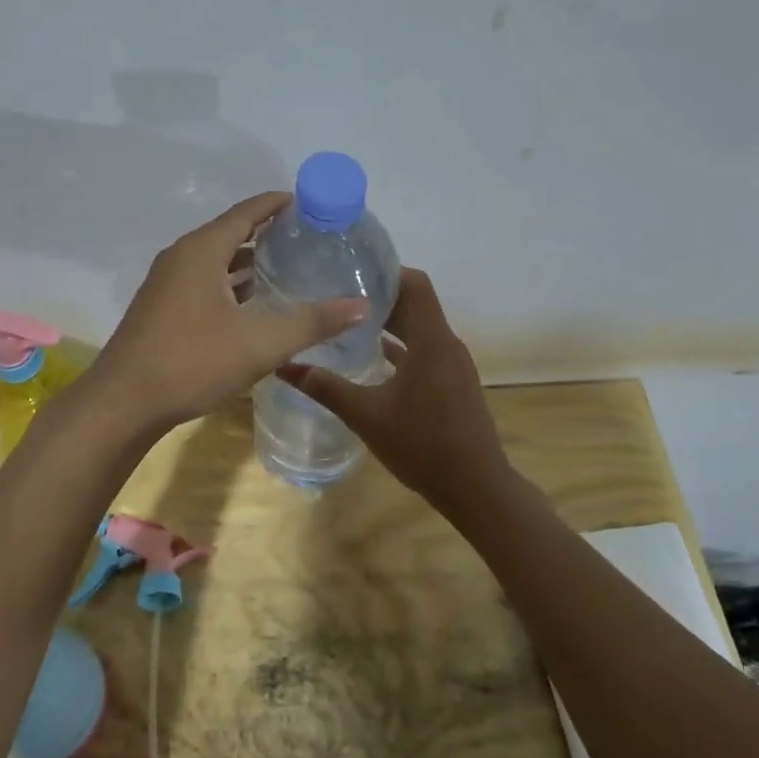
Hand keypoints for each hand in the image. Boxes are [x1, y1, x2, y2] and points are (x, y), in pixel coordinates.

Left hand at [90, 193, 366, 433]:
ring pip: (216, 260)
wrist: (123, 404)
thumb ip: (312, 323)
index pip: (247, 211)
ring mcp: (167, 282)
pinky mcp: (161, 307)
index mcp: (202, 250)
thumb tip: (361, 306)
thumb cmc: (191, 363)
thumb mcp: (259, 344)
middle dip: (268, 233)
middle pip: (231, 232)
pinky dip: (231, 283)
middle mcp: (181, 257)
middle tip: (309, 240)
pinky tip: (253, 305)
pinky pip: (203, 281)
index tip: (311, 204)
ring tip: (288, 268)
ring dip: (248, 261)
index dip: (278, 204)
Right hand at [279, 267, 511, 515]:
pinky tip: (373, 356)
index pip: (415, 284)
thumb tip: (283, 367)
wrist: (475, 487)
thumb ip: (326, 388)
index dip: (386, 272)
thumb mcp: (366, 415)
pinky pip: (426, 350)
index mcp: (431, 341)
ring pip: (420, 328)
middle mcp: (446, 344)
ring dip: (390, 322)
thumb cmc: (422, 445)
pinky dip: (402, 346)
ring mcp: (453, 364)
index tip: (351, 270)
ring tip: (349, 321)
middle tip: (338, 293)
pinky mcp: (453, 382)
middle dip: (380, 297)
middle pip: (416, 303)